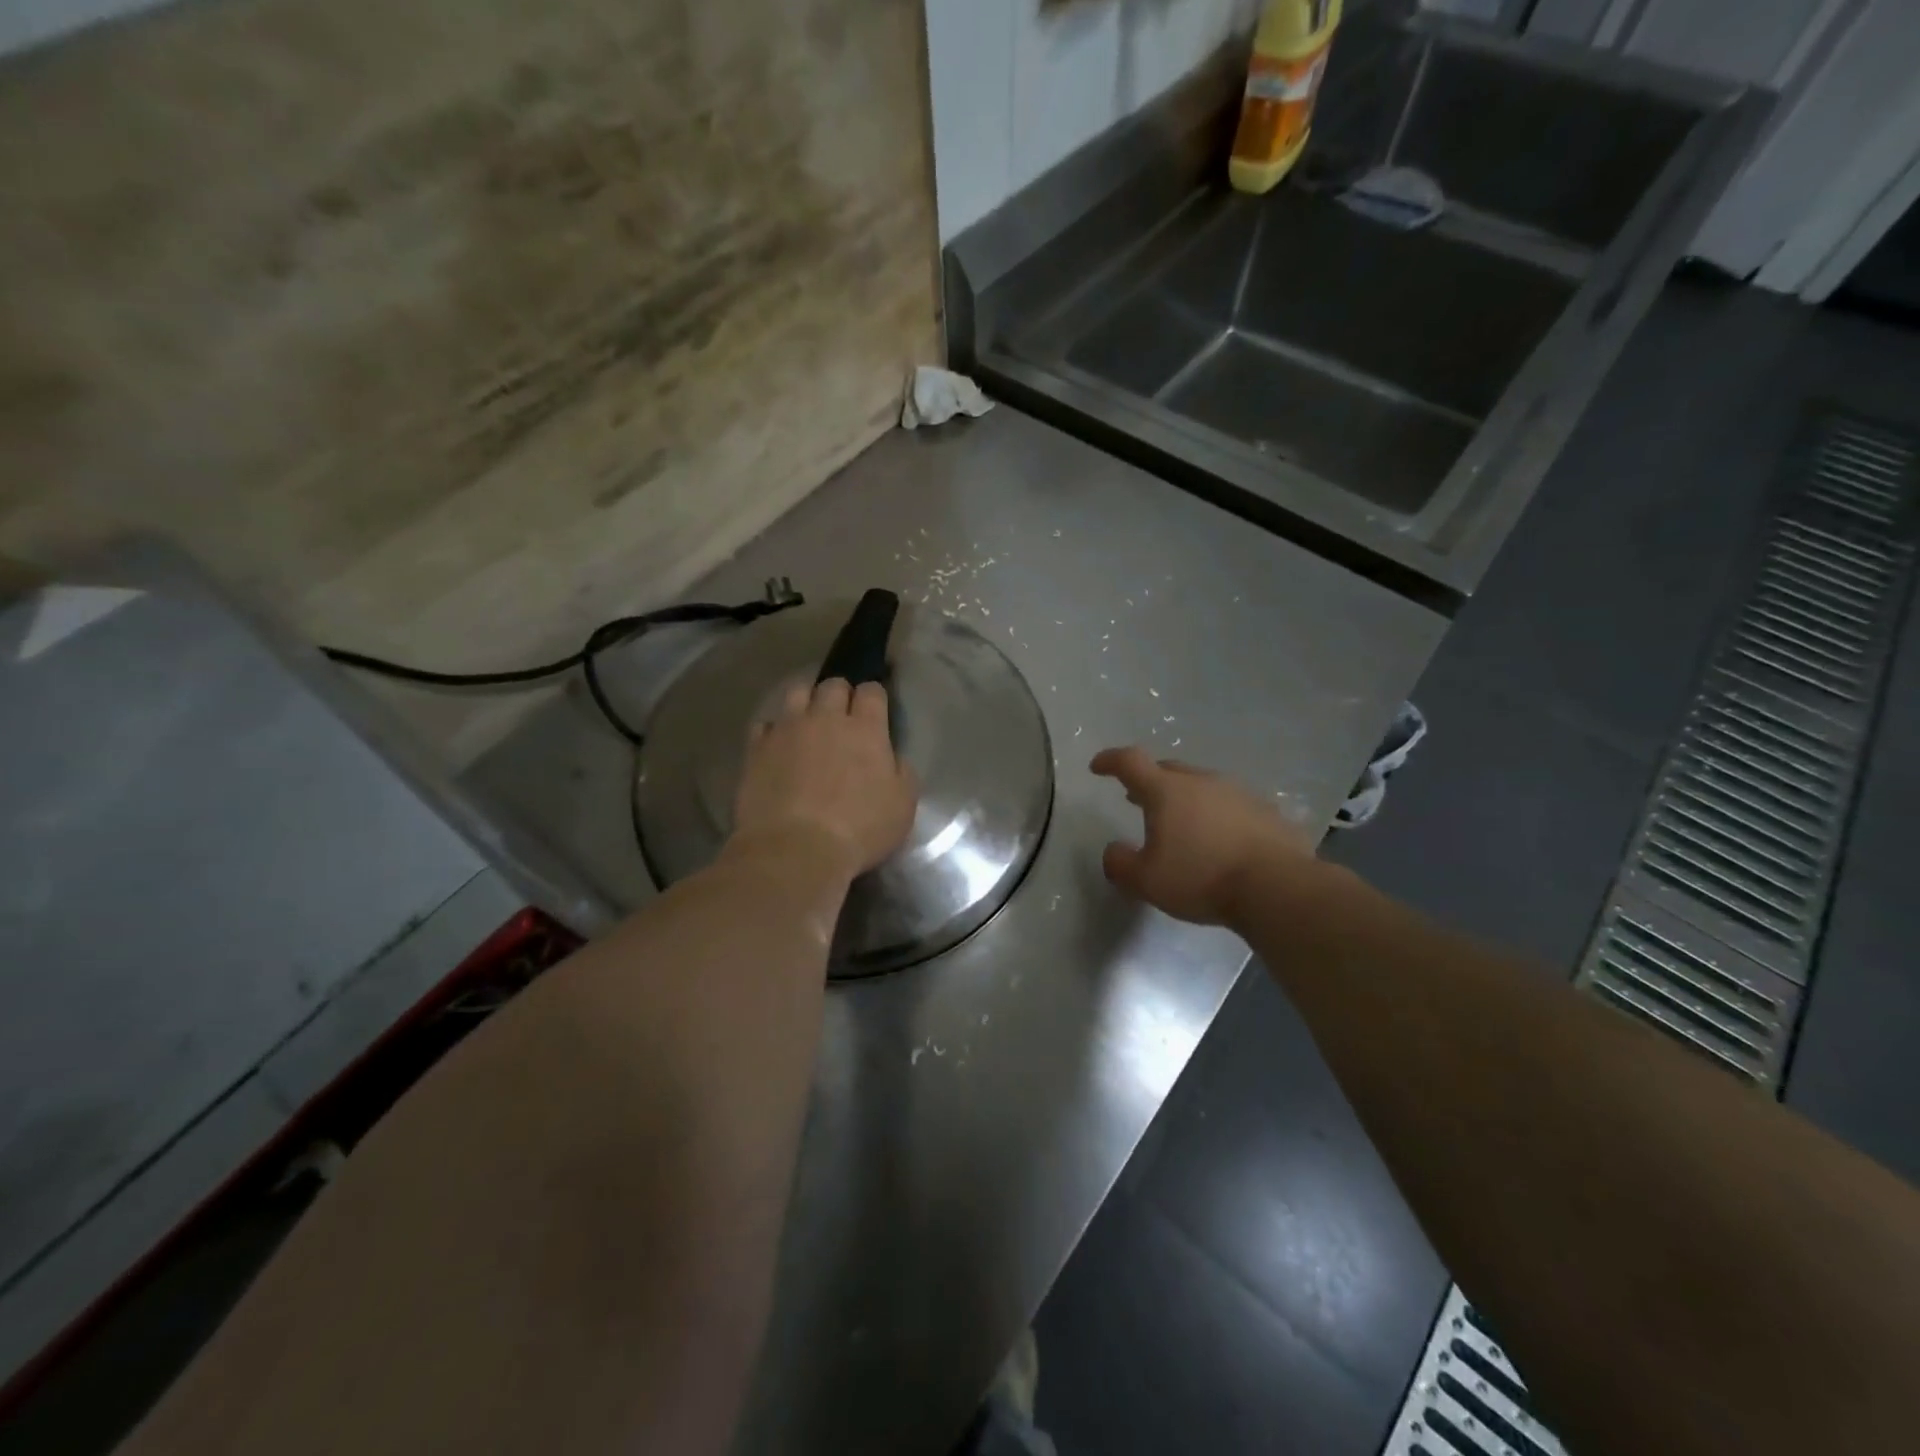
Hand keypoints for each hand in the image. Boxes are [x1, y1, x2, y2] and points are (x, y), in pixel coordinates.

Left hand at [732, 678, 917, 878]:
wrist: (795, 850)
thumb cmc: (859, 830)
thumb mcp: (902, 806)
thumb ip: (902, 773)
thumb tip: (893, 758)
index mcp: (865, 729)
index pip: (872, 691)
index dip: (874, 697)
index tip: (875, 710)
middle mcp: (826, 718)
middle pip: (833, 685)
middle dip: (840, 694)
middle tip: (842, 716)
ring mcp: (788, 730)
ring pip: (796, 693)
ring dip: (807, 702)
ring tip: (808, 721)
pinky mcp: (757, 748)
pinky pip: (766, 724)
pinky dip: (775, 730)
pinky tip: (779, 746)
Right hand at [1091, 746, 1314, 926]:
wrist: (1277, 887)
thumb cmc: (1202, 878)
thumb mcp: (1146, 881)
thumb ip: (1121, 864)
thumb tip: (1113, 851)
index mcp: (1166, 791)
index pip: (1130, 762)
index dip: (1110, 760)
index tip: (1097, 767)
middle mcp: (1201, 782)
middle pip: (1168, 770)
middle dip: (1149, 781)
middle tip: (1137, 799)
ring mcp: (1238, 793)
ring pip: (1202, 786)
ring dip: (1185, 798)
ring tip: (1180, 822)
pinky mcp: (1266, 811)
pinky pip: (1231, 805)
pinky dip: (1217, 815)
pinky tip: (1220, 839)